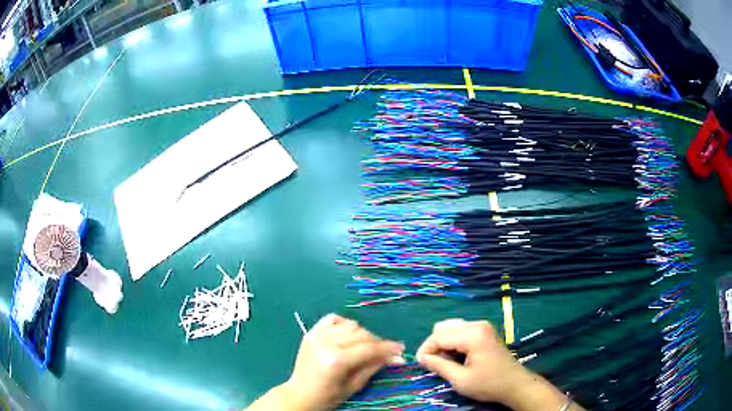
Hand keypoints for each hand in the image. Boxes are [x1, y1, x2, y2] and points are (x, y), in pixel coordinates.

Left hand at [283, 313, 404, 410]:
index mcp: (336, 360)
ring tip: (365, 346)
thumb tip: (396, 357)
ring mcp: (317, 336)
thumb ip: (373, 367)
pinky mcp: (311, 333)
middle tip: (385, 352)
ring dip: (362, 334)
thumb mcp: (354, 386)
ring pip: (350, 325)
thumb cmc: (327, 396)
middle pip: (362, 334)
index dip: (388, 348)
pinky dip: (344, 324)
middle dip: (377, 342)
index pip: (369, 348)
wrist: (299, 395)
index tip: (401, 349)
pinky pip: (333, 319)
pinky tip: (348, 335)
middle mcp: (326, 343)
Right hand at [416, 319, 574, 410]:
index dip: (426, 349)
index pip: (439, 336)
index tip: (420, 363)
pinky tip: (456, 356)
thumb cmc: (488, 384)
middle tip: (433, 363)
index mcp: (473, 335)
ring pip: (451, 328)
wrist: (515, 384)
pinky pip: (461, 331)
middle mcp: (477, 325)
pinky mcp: (485, 331)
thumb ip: (439, 366)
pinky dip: (453, 342)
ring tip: (444, 361)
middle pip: (444, 328)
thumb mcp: (460, 379)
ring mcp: (483, 326)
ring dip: (443, 343)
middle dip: (434, 345)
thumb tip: (422, 358)